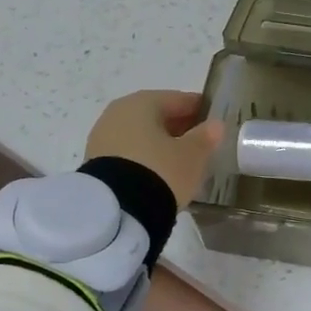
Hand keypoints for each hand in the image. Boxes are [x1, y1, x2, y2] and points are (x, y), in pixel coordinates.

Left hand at [85, 90, 223, 207]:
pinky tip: (157, 173)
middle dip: (177, 127)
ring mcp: (102, 138)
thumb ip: (205, 137)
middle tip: (199, 143)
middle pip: (155, 116)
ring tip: (179, 162)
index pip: (177, 99)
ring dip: (159, 144)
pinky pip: (127, 153)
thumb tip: (215, 125)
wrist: (116, 211)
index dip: (198, 109)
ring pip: (140, 135)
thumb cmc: (160, 171)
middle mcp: (117, 113)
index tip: (213, 120)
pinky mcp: (95, 163)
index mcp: (142, 102)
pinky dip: (143, 158)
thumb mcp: (192, 155)